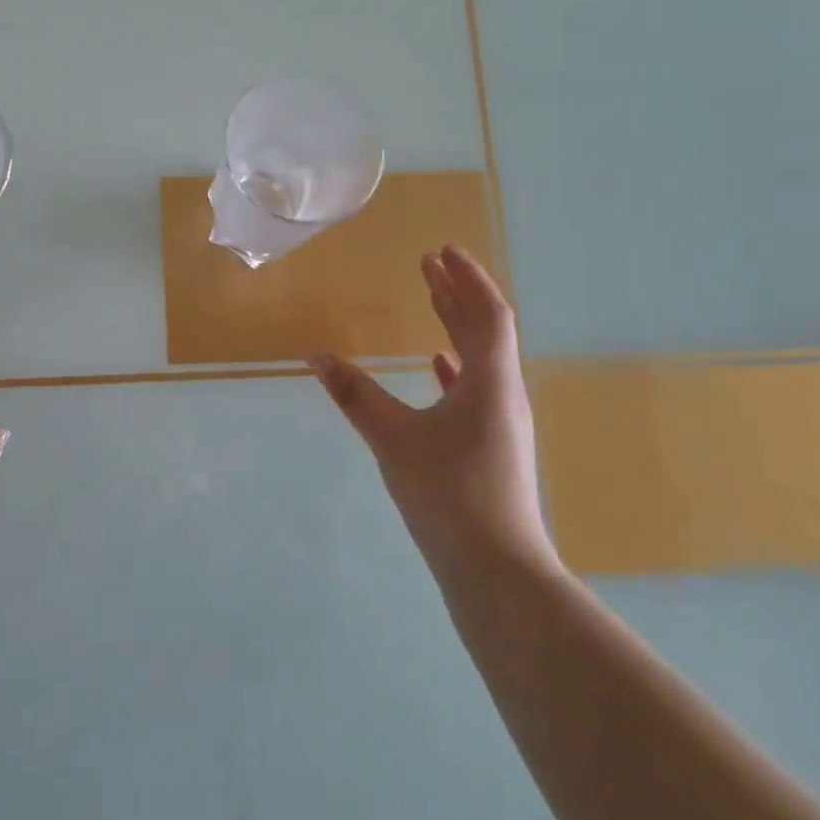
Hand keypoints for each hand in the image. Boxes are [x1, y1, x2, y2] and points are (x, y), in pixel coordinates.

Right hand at [311, 245, 558, 594]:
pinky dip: (456, 368)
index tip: (441, 251)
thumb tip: (315, 355)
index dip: (466, 278)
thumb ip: (354, 394)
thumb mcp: (392, 439)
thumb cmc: (447, 494)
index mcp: (490, 382)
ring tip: (431, 301)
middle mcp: (504, 394)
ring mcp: (502, 422)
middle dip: (457, 293)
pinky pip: (476, 389)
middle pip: (485, 330)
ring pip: (481, 358)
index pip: (486, 313)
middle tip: (429, 265)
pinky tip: (438, 365)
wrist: (495, 568)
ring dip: (456, 326)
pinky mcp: (493, 445)